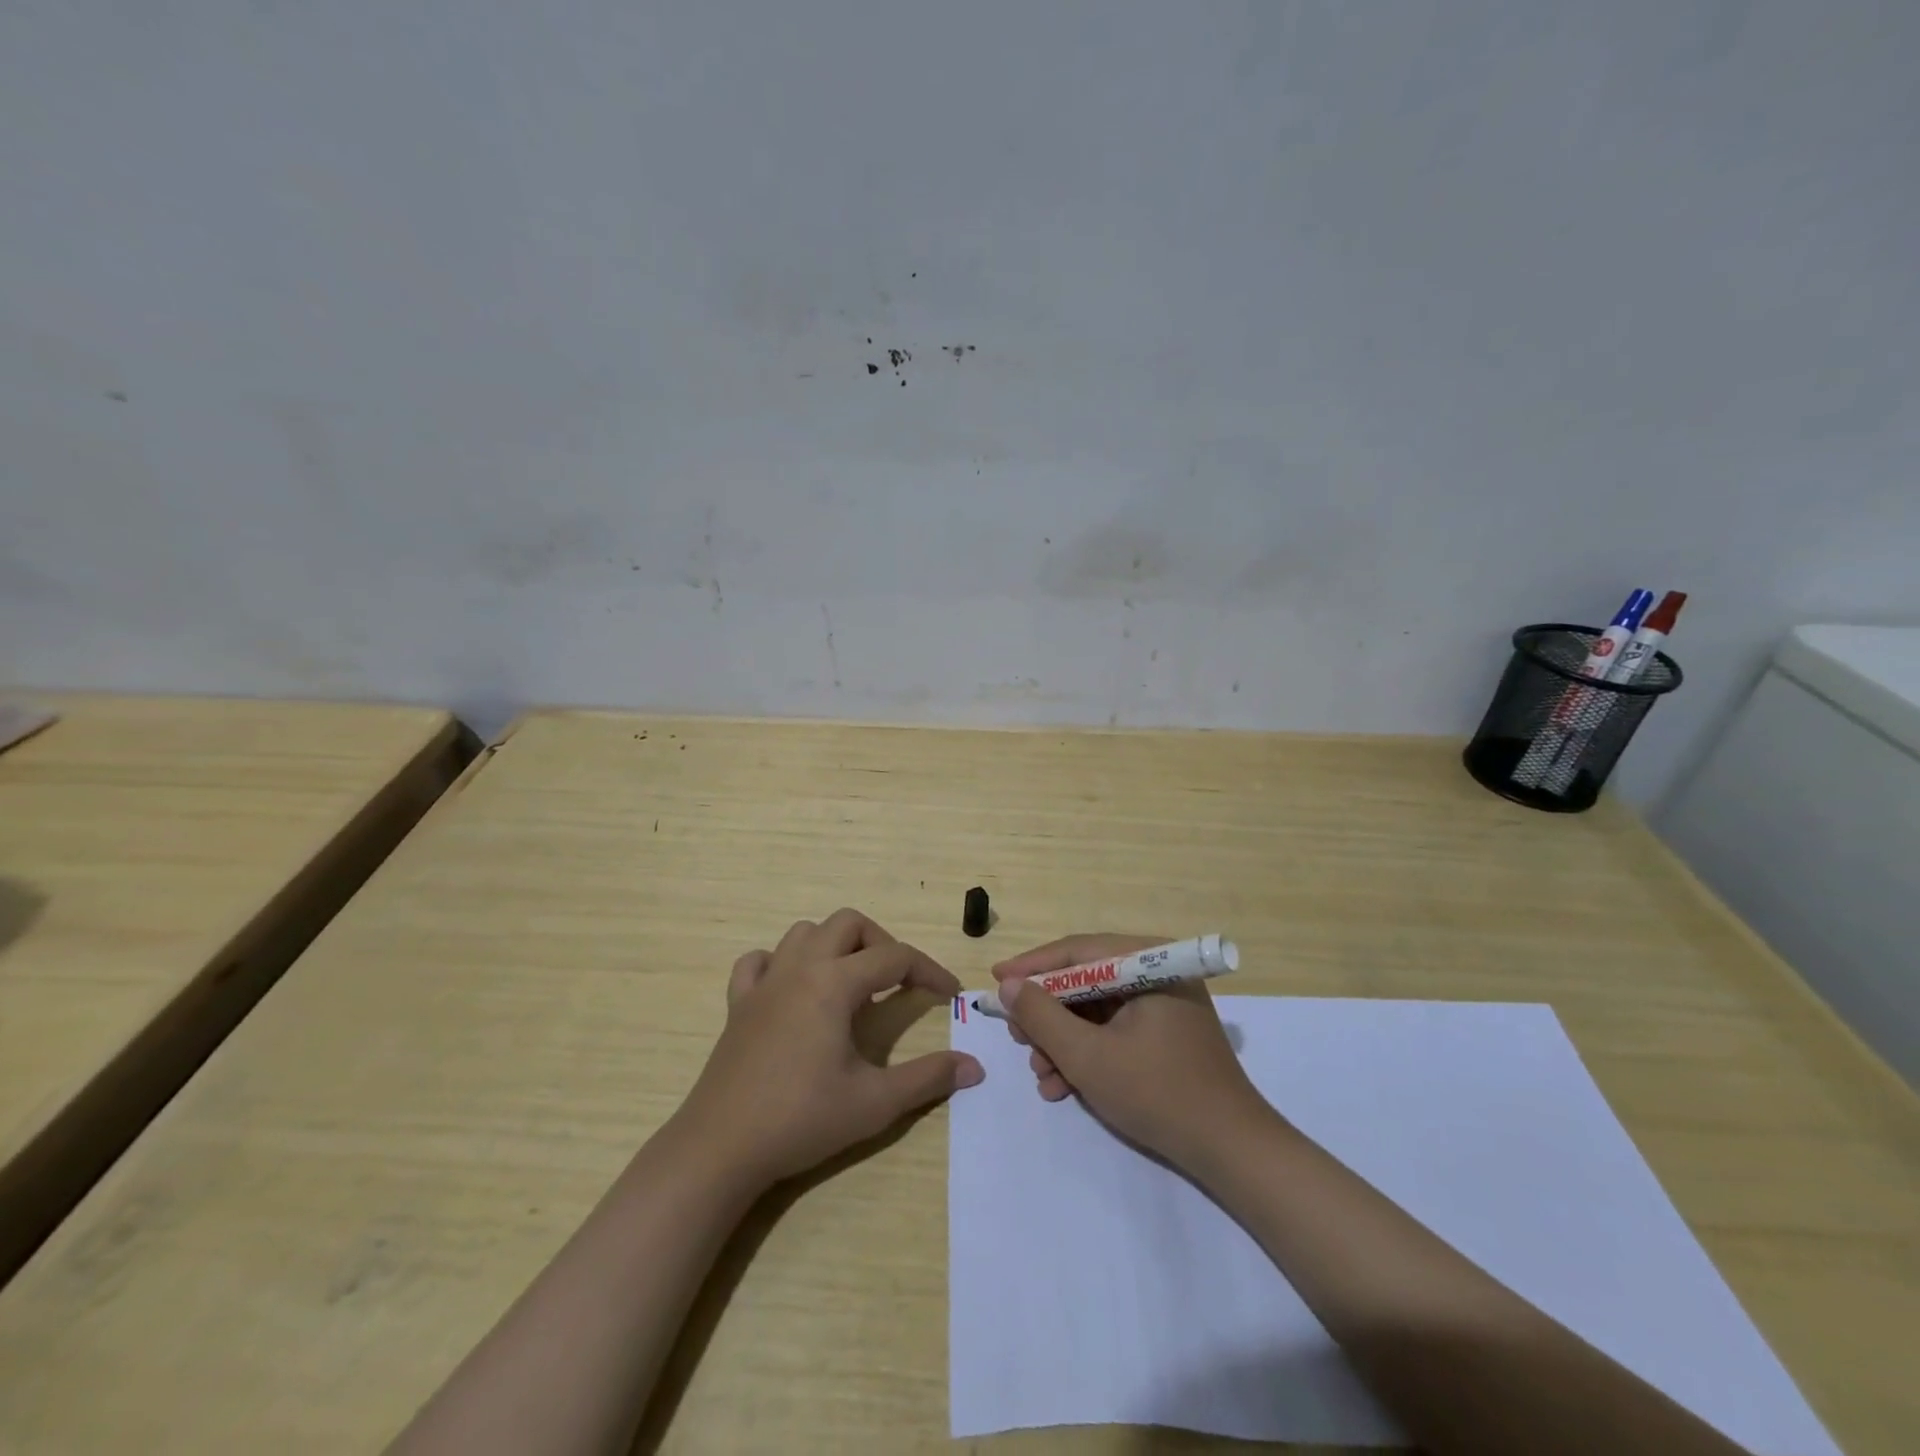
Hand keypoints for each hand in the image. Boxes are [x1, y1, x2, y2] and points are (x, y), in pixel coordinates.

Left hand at [674, 908, 983, 1188]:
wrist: (721, 1148)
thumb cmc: (801, 1119)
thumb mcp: (875, 1103)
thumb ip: (928, 1078)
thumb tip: (975, 1067)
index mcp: (834, 983)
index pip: (895, 957)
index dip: (929, 970)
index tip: (950, 994)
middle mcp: (800, 968)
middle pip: (848, 923)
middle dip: (881, 943)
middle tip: (897, 983)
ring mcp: (764, 982)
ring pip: (804, 932)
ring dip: (834, 946)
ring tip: (851, 984)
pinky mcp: (738, 1003)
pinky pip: (758, 961)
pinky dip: (781, 963)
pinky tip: (792, 991)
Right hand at [994, 934, 1270, 1171]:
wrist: (1231, 1152)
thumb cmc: (1158, 1093)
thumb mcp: (1087, 1056)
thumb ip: (1042, 1016)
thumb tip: (1009, 985)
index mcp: (1149, 962)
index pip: (1077, 951)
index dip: (1031, 967)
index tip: (995, 981)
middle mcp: (1158, 973)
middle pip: (1085, 981)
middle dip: (1047, 1014)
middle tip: (1017, 1038)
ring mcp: (1164, 1004)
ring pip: (1095, 1010)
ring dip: (1063, 1041)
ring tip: (1040, 1075)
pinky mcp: (1165, 1034)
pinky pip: (1113, 1031)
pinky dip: (1087, 1053)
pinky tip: (1063, 1086)